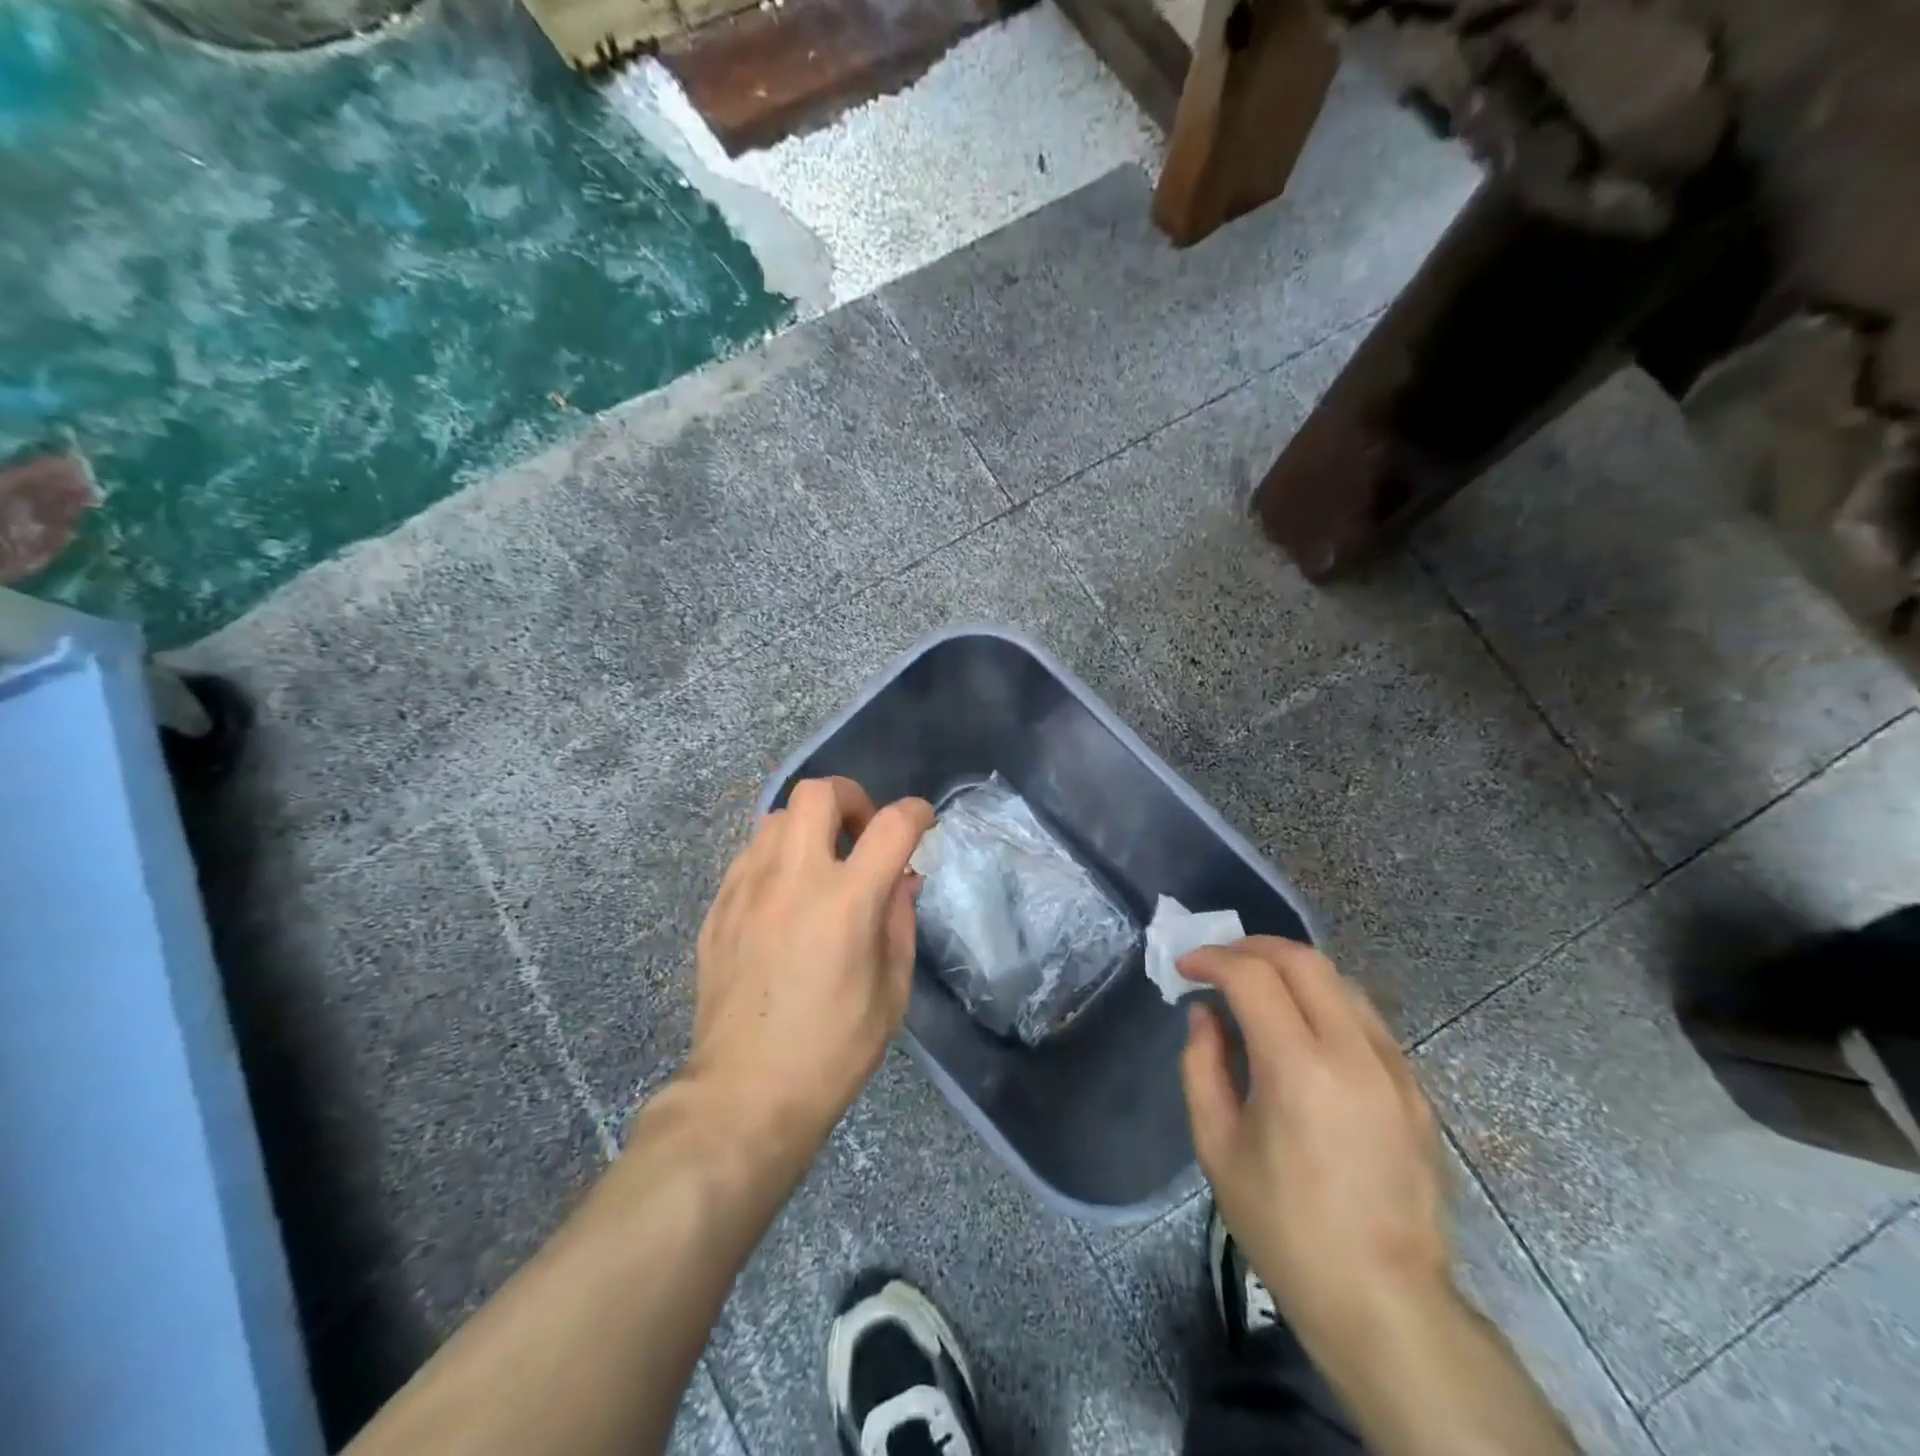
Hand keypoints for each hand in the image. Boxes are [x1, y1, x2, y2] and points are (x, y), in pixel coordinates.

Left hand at [688, 777, 933, 1150]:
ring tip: (821, 865)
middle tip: (862, 834)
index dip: (917, 813)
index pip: (891, 825)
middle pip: (818, 793)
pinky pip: (749, 855)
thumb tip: (901, 878)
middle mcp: (793, 880)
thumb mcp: (892, 991)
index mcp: (846, 902)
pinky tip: (785, 897)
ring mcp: (747, 889)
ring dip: (809, 827)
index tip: (924, 823)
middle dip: (851, 798)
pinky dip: (777, 857)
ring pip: (776, 817)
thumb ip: (898, 920)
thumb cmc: (833, 1050)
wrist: (744, 1094)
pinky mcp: (718, 908)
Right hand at [1178, 937, 1450, 1352]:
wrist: (1384, 1302)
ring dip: (1291, 969)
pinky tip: (1303, 1030)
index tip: (1184, 967)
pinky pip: (1366, 1019)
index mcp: (1298, 1068)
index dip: (1211, 959)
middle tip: (1219, 963)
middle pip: (1303, 959)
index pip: (1252, 975)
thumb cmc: (1285, 1227)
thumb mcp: (1217, 1147)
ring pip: (1339, 981)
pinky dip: (1325, 1001)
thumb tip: (1205, 1015)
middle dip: (1252, 947)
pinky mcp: (1415, 1090)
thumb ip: (1201, 1066)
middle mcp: (1352, 1053)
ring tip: (1257, 988)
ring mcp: (1394, 1069)